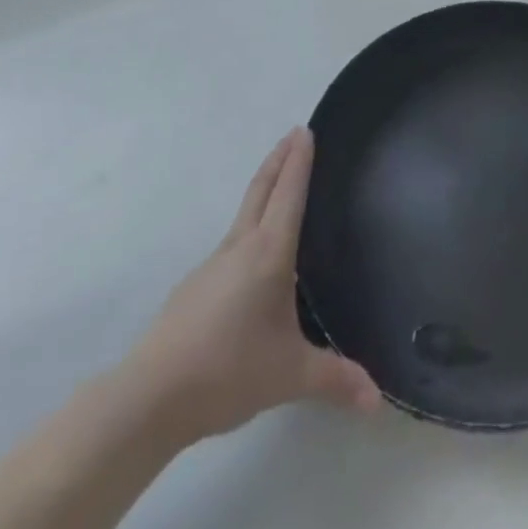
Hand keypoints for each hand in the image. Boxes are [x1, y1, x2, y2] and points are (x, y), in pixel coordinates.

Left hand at [120, 127, 379, 443]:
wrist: (150, 396)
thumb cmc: (227, 371)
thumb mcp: (290, 375)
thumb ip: (335, 379)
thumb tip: (378, 398)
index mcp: (268, 254)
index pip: (289, 194)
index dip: (299, 161)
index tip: (305, 130)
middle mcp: (240, 247)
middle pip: (261, 190)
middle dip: (279, 159)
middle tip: (293, 134)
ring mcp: (213, 265)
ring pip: (244, 214)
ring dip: (263, 190)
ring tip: (280, 188)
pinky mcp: (195, 287)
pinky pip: (232, 243)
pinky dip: (249, 227)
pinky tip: (253, 256)